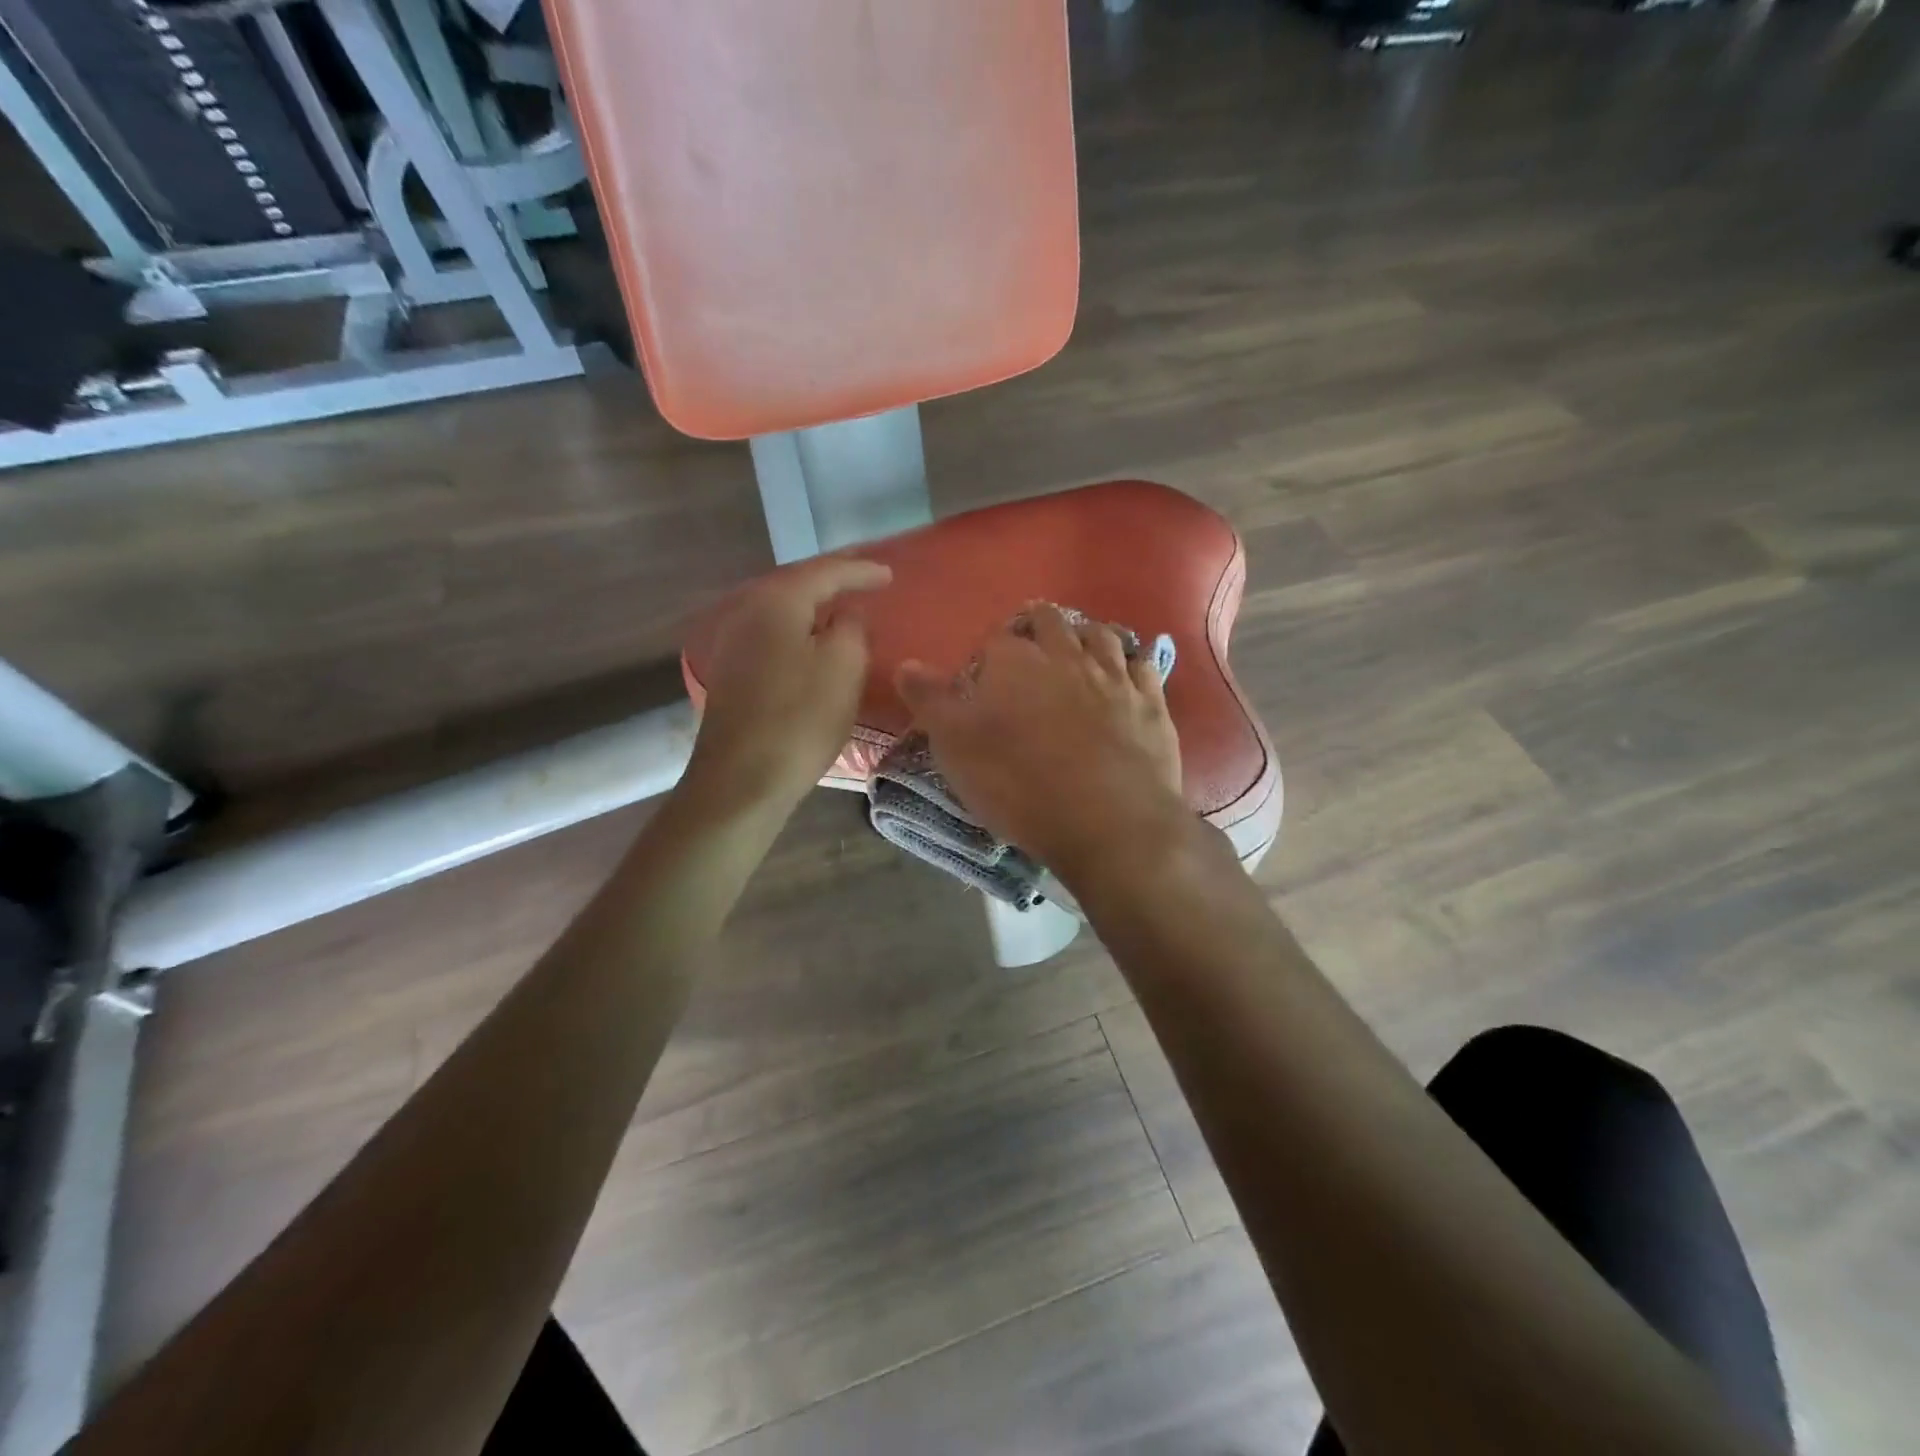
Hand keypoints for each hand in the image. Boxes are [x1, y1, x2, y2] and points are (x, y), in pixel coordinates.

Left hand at [686, 556, 891, 814]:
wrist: (742, 780)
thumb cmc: (800, 719)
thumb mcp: (844, 667)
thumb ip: (853, 627)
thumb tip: (848, 614)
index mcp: (777, 602)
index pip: (825, 572)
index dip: (861, 571)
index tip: (890, 575)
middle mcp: (748, 612)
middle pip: (798, 585)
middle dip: (833, 582)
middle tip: (866, 581)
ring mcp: (735, 643)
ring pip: (784, 612)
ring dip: (815, 608)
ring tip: (844, 609)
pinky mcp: (733, 673)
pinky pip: (775, 636)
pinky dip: (800, 632)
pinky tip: (814, 643)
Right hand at [896, 603, 1188, 884]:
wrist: (1108, 821)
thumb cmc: (1019, 784)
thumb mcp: (956, 747)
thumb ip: (930, 701)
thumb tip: (907, 663)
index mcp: (1015, 661)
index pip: (996, 639)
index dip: (989, 654)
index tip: (986, 677)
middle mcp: (1067, 655)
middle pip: (1051, 622)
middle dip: (1038, 628)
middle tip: (1031, 651)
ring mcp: (1115, 676)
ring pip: (1101, 635)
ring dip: (1085, 637)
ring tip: (1077, 651)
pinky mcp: (1152, 702)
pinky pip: (1144, 665)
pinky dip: (1132, 663)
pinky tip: (1127, 673)